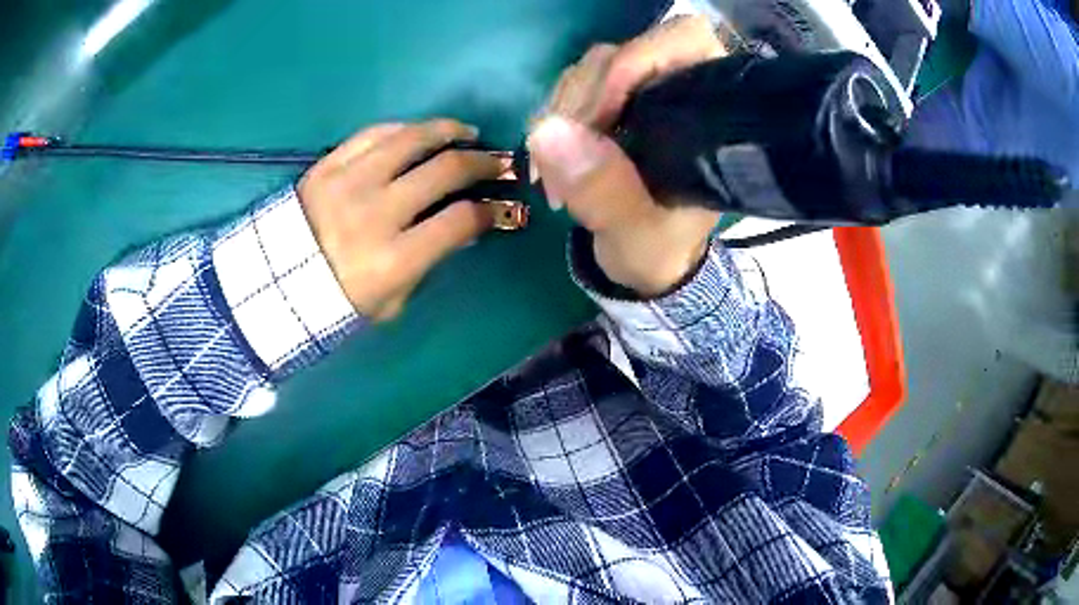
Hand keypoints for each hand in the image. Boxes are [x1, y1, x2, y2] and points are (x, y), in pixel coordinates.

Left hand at [298, 119, 507, 321]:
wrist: (277, 284)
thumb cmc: (338, 301)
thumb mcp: (390, 302)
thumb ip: (429, 265)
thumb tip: (466, 227)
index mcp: (392, 260)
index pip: (459, 221)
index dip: (490, 209)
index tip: (499, 205)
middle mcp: (374, 214)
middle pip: (444, 171)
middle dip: (482, 163)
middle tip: (497, 161)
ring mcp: (348, 183)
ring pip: (411, 139)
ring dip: (448, 130)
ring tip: (466, 132)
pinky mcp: (327, 165)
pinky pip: (373, 133)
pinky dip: (403, 129)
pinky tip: (419, 132)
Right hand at [528, 16, 725, 296]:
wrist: (647, 261)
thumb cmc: (660, 248)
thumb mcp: (637, 234)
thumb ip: (604, 191)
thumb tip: (547, 133)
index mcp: (709, 112)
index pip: (685, 42)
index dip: (637, 60)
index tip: (601, 115)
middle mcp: (677, 90)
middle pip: (621, 55)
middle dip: (583, 103)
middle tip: (563, 164)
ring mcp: (641, 93)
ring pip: (590, 71)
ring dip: (561, 117)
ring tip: (554, 178)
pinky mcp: (612, 102)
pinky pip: (572, 90)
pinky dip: (554, 121)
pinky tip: (551, 163)